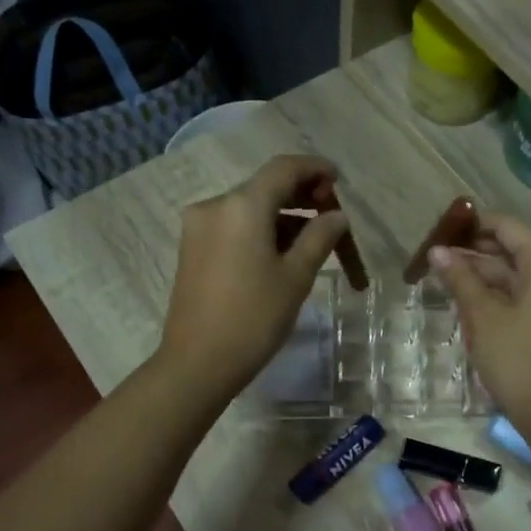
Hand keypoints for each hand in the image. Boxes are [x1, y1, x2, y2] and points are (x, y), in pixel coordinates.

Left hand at [157, 155, 351, 400]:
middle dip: (299, 194)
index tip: (338, 179)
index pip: (283, 169)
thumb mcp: (295, 277)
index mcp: (242, 205)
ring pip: (248, 208)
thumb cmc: (254, 318)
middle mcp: (214, 206)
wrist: (198, 362)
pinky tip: (281, 251)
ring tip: (313, 238)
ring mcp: (198, 228)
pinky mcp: (191, 249)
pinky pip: (233, 227)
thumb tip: (336, 216)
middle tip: (330, 212)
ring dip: (281, 216)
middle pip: (263, 187)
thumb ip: (319, 237)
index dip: (314, 168)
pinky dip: (259, 230)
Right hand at [428, 215, 530, 441]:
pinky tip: (467, 305)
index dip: (472, 225)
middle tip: (434, 259)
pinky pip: (521, 299)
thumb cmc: (518, 359)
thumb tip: (437, 252)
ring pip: (513, 278)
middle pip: (511, 252)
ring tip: (443, 280)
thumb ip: (460, 279)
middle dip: (473, 253)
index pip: (507, 227)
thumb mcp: (483, 317)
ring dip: (480, 277)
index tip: (440, 230)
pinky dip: (495, 297)